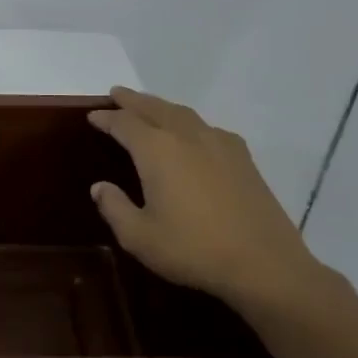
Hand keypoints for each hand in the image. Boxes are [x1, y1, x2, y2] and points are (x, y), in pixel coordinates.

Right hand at [87, 87, 325, 316]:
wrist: (264, 264)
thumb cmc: (194, 250)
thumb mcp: (140, 237)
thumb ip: (115, 208)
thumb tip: (100, 187)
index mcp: (157, 150)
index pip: (124, 123)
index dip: (106, 118)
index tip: (93, 116)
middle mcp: (186, 136)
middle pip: (154, 108)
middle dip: (133, 100)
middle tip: (116, 93)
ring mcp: (218, 143)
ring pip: (182, 113)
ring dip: (161, 106)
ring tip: (149, 107)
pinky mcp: (242, 157)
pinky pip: (207, 127)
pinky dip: (189, 123)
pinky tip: (192, 135)